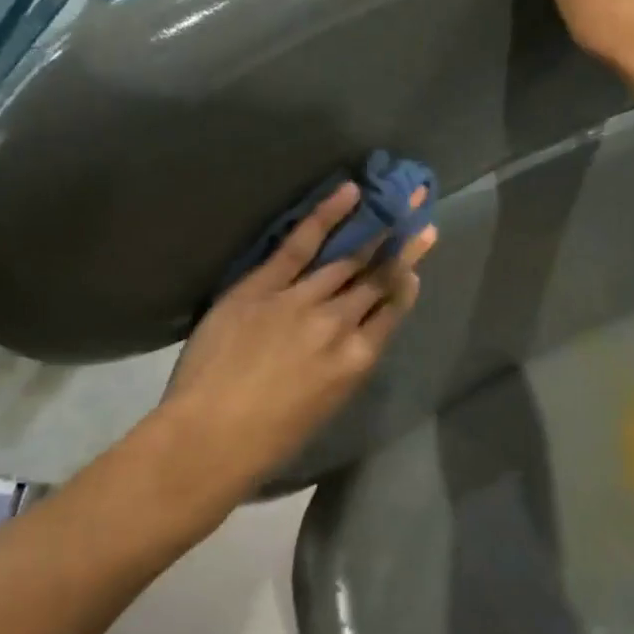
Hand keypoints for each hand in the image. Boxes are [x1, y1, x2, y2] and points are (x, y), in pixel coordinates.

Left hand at [160, 182, 435, 487]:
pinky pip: (300, 245)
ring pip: (348, 259)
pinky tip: (350, 193)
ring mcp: (303, 301)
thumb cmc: (268, 440)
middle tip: (423, 219)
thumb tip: (353, 338)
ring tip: (398, 202)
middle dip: (404, 248)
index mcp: (357, 360)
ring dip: (377, 229)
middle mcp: (340, 324)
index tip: (416, 265)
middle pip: (378, 279)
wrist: (211, 438)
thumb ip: (343, 366)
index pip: (391, 312)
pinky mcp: (265, 286)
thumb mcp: (324, 407)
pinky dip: (327, 216)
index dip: (406, 285)